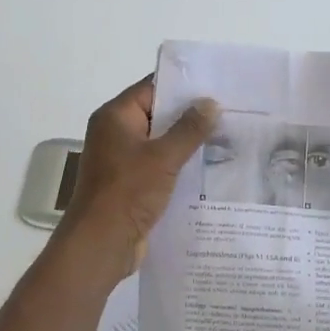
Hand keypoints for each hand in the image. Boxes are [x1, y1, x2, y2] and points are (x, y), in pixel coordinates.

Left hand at [57, 77, 218, 273]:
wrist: (101, 244)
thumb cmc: (128, 192)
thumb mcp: (164, 157)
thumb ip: (189, 129)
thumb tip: (210, 103)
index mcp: (115, 117)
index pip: (151, 88)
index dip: (183, 86)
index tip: (216, 85)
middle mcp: (115, 133)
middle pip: (157, 115)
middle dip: (190, 116)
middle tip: (229, 112)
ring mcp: (122, 160)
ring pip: (160, 143)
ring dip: (187, 143)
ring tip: (226, 138)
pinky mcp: (130, 184)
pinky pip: (158, 166)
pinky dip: (179, 166)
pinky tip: (209, 168)